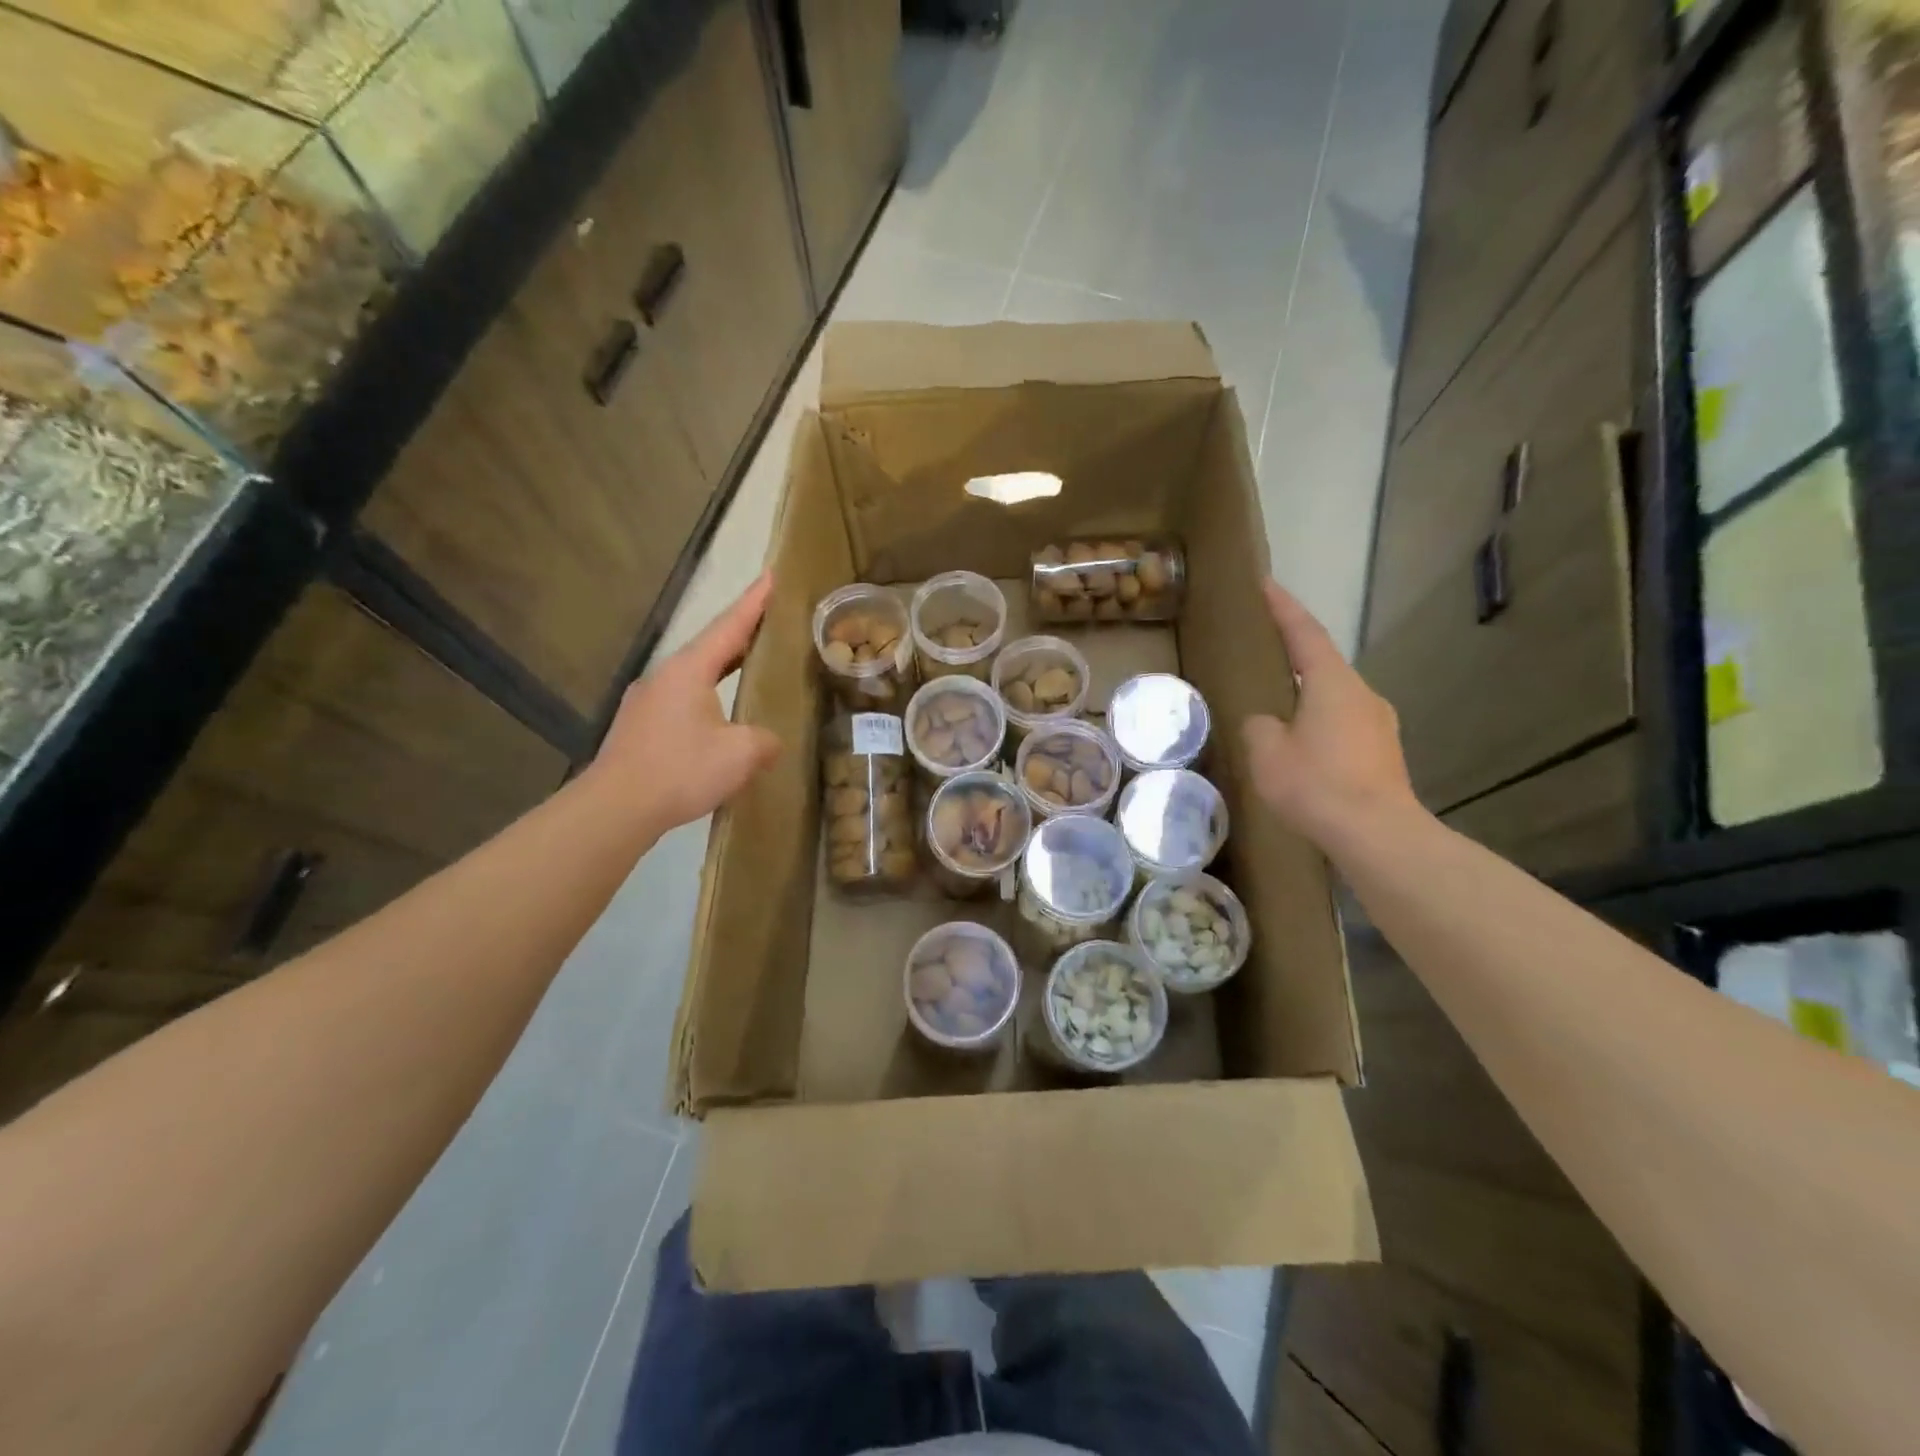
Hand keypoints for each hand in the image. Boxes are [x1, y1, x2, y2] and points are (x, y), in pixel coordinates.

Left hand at [589, 573, 782, 835]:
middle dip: (741, 633)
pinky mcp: (640, 728)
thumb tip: (767, 740)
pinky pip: (683, 701)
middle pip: (710, 647)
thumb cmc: (680, 771)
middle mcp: (664, 677)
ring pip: (694, 675)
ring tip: (748, 668)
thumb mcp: (741, 754)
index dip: (754, 602)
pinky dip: (708, 698)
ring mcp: (647, 702)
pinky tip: (719, 719)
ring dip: (723, 668)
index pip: (729, 626)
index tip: (771, 575)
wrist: (615, 809)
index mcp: (689, 670)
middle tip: (769, 622)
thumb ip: (765, 740)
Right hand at [1242, 580, 1419, 845]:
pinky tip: (1304, 747)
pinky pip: (1344, 724)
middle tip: (1266, 650)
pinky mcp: (1383, 752)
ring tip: (1280, 707)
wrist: (1378, 834)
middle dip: (1295, 654)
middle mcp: (1361, 693)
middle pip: (1324, 663)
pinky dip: (1320, 722)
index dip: (1283, 607)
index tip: (1266, 584)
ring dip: (1308, 694)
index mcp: (1332, 682)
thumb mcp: (1266, 753)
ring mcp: (1379, 723)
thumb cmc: (1316, 784)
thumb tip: (1266, 722)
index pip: (1304, 633)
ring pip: (1335, 696)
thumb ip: (1258, 726)